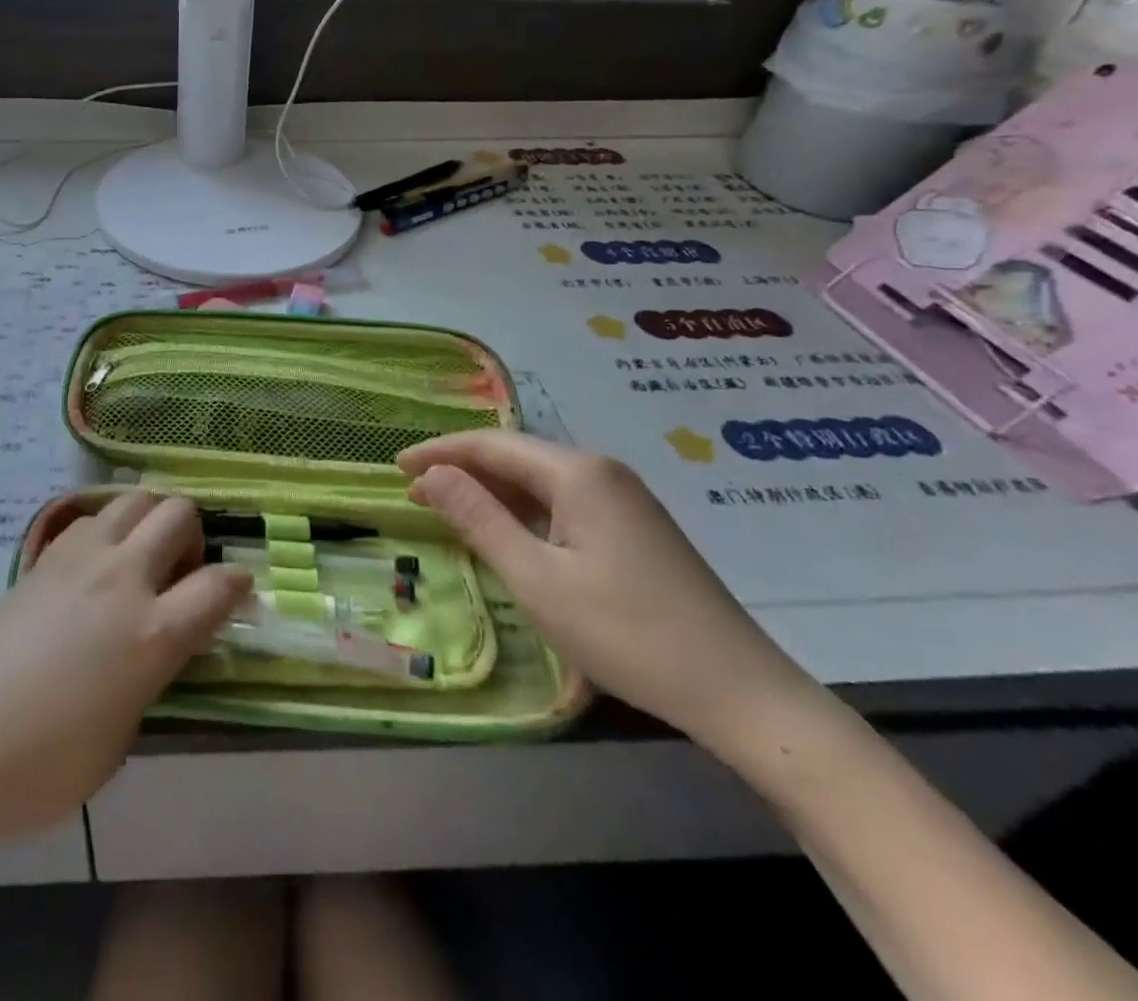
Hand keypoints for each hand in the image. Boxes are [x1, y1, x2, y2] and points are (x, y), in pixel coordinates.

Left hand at [0, 492, 251, 853]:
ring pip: (135, 497)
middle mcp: (123, 578)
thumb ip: (151, 677)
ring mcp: (80, 558)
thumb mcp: (121, 739)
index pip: (220, 584)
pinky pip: (92, 517)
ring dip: (151, 520)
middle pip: (179, 512)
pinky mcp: (44, 556)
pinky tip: (96, 569)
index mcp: (152, 633)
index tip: (237, 595)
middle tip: (181, 574)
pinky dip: (109, 529)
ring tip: (140, 561)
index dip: (239, 585)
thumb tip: (156, 648)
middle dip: (193, 536)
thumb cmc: (40, 766)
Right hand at [399, 432, 822, 755]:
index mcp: (577, 473)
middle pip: (516, 456)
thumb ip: (479, 519)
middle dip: (462, 469)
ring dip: (492, 490)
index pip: (491, 445)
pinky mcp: (635, 527)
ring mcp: (623, 499)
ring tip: (448, 508)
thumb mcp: (536, 579)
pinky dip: (524, 511)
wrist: (740, 692)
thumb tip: (433, 474)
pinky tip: (507, 530)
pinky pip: (563, 502)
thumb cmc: (626, 633)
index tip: (397, 468)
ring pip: (540, 480)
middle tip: (415, 492)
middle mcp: (601, 471)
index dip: (440, 452)